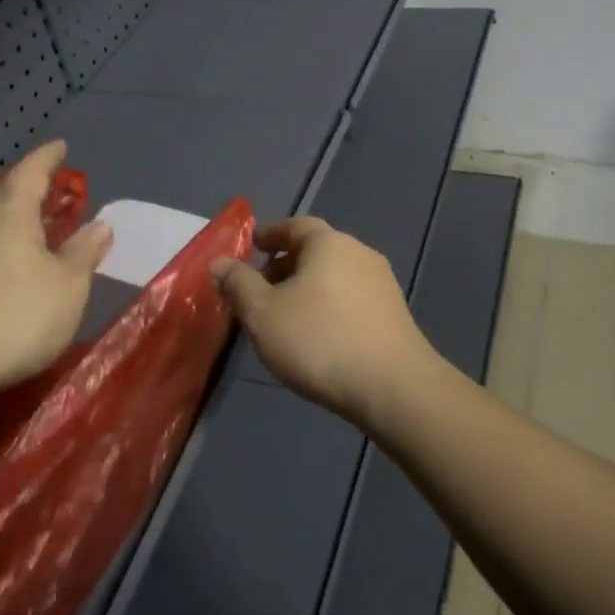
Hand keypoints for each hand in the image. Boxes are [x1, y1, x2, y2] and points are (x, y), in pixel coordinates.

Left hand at [0, 142, 111, 438]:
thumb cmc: (15, 316)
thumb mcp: (67, 286)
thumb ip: (84, 253)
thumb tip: (100, 225)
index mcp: (10, 216)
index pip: (30, 173)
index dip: (47, 158)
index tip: (61, 146)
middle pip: (2, 195)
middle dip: (25, 187)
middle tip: (48, 186)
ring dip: (10, 219)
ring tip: (32, 225)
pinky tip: (7, 268)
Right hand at [212, 217, 439, 431]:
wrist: (393, 388)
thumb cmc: (319, 341)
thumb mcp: (263, 314)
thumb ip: (238, 285)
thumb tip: (219, 263)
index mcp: (329, 244)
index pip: (295, 226)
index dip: (271, 235)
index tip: (253, 248)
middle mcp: (360, 254)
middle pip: (317, 251)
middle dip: (286, 265)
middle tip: (260, 288)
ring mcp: (382, 284)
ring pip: (335, 276)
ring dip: (307, 288)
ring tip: (285, 316)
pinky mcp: (394, 314)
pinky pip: (351, 299)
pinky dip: (328, 306)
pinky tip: (317, 335)